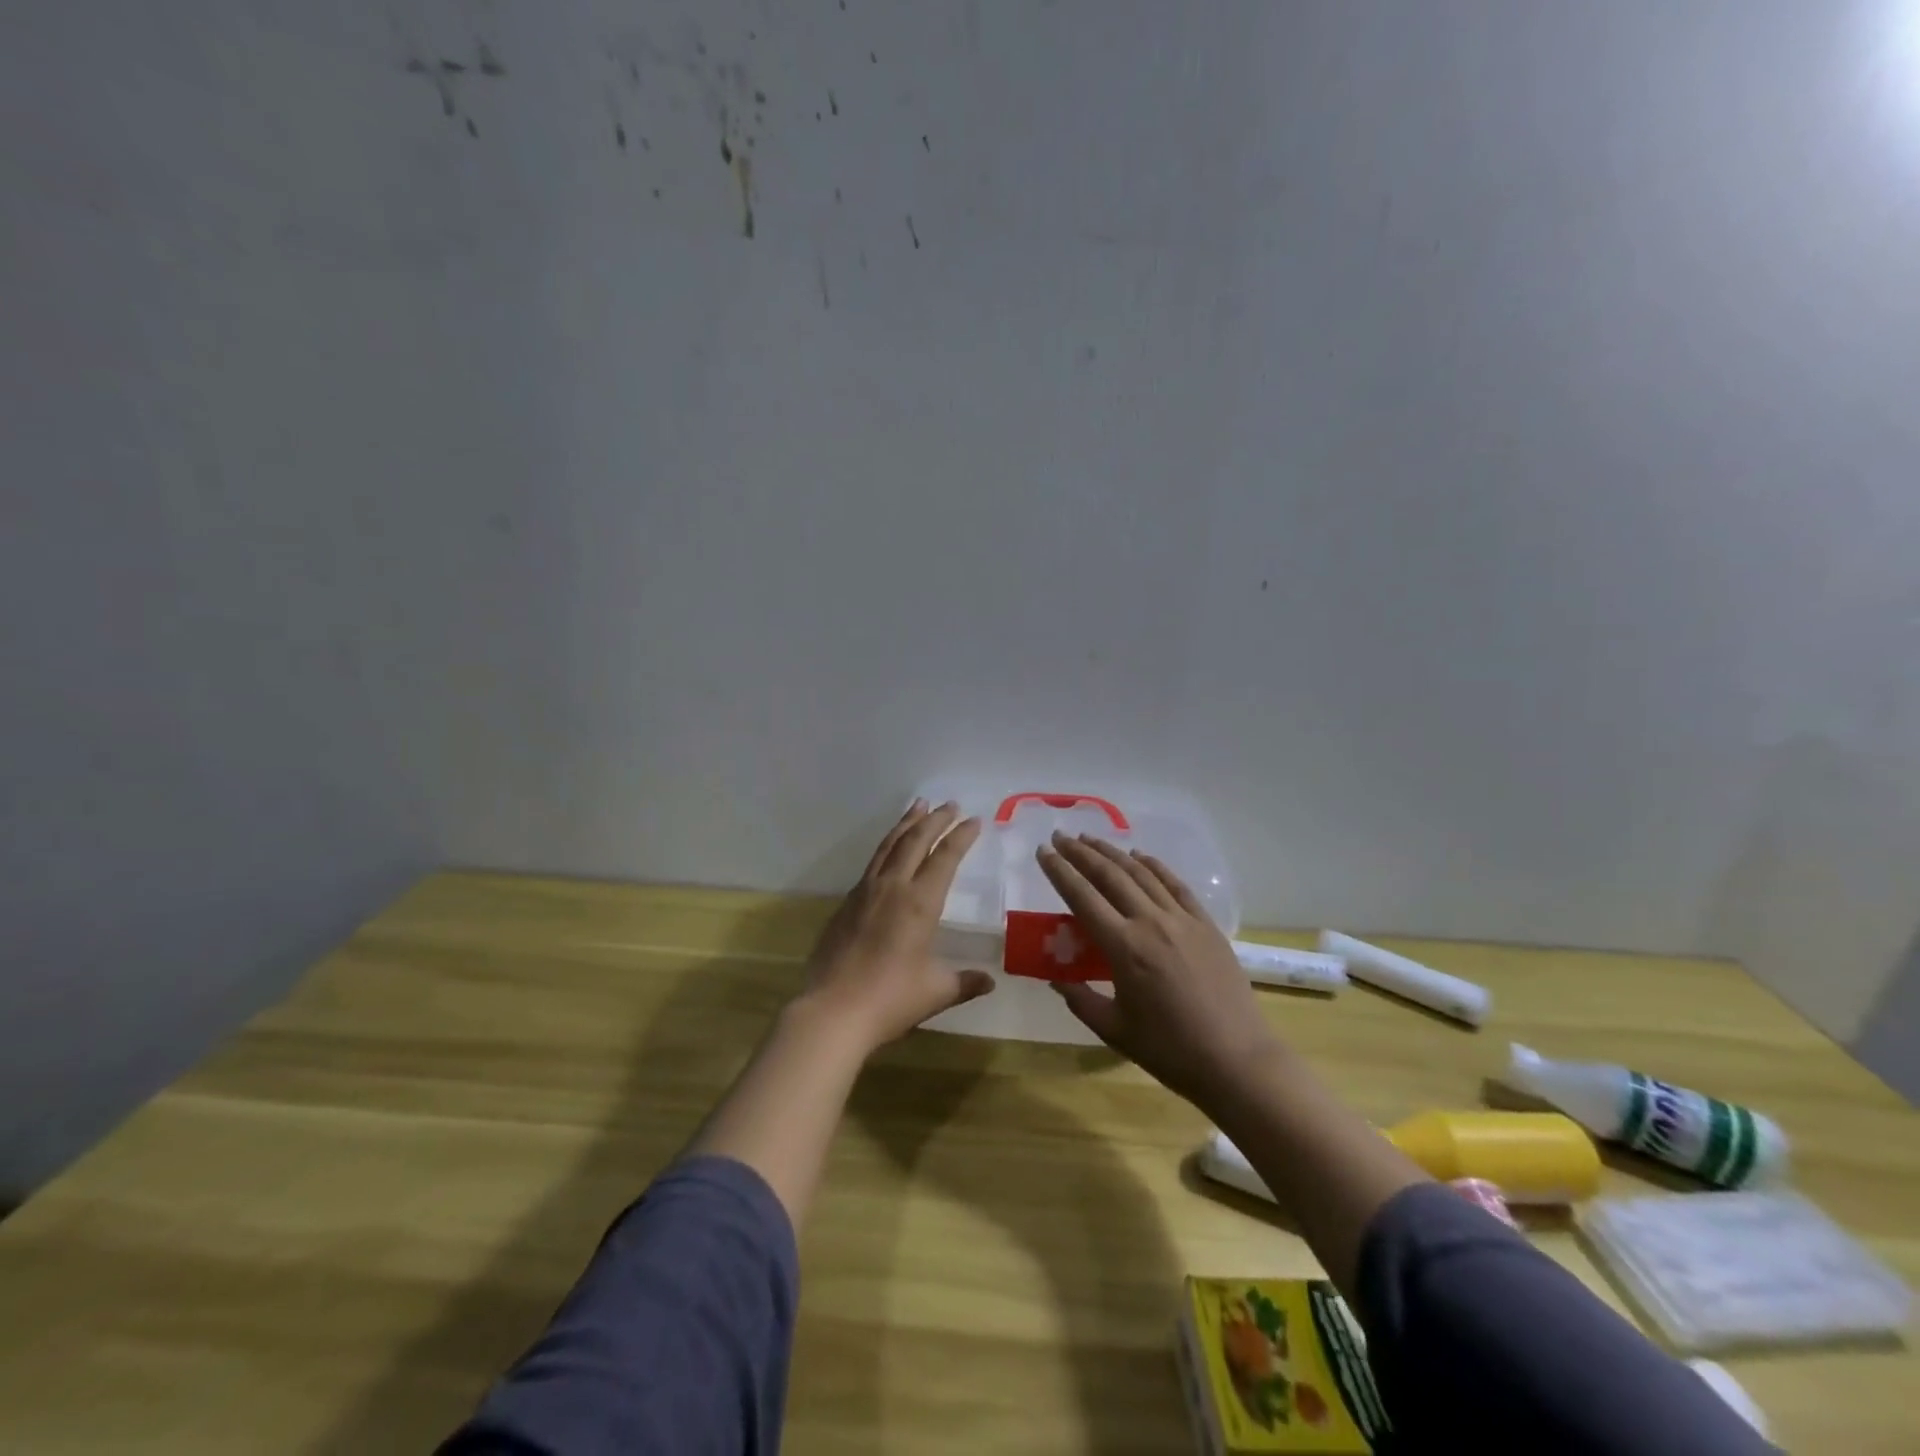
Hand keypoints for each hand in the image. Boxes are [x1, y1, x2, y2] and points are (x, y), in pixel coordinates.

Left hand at [797, 799, 994, 1052]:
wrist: (833, 1010)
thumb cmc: (891, 999)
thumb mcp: (936, 991)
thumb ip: (965, 982)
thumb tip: (989, 981)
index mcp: (920, 903)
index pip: (945, 858)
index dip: (961, 837)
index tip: (974, 820)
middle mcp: (893, 887)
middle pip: (915, 841)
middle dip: (935, 819)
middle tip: (949, 804)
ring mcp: (865, 892)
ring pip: (889, 845)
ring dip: (906, 823)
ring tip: (918, 806)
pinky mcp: (846, 903)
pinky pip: (872, 863)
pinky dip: (886, 846)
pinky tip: (889, 849)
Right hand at [1037, 834, 1278, 1105]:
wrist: (1236, 1060)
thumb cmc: (1170, 1051)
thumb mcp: (1114, 1030)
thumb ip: (1080, 999)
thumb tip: (1056, 978)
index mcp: (1123, 948)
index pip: (1082, 897)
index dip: (1060, 871)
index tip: (1043, 852)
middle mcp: (1151, 923)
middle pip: (1110, 876)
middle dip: (1081, 853)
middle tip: (1060, 836)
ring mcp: (1182, 919)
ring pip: (1142, 874)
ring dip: (1113, 852)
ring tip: (1090, 839)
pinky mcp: (1206, 924)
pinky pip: (1176, 885)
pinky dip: (1155, 865)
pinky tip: (1140, 856)